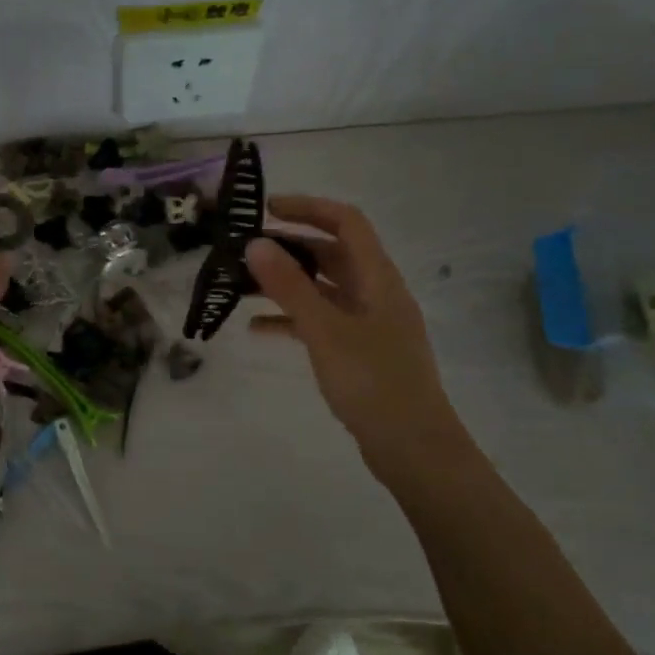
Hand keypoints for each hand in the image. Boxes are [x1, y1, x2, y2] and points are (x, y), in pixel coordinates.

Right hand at [246, 195, 466, 475]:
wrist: (412, 447)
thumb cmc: (372, 381)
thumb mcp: (325, 330)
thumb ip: (289, 287)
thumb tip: (255, 244)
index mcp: (378, 278)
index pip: (345, 222)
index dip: (308, 208)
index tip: (266, 209)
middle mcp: (375, 292)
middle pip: (331, 253)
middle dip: (289, 247)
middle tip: (244, 250)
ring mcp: (368, 323)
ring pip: (322, 289)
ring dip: (286, 284)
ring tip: (242, 287)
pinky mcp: (358, 351)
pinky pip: (320, 322)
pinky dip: (291, 319)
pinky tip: (257, 329)